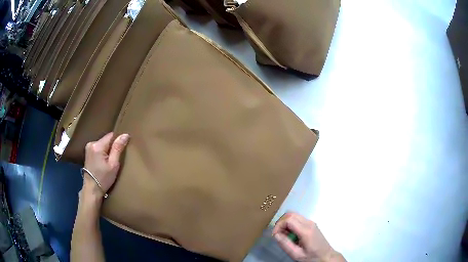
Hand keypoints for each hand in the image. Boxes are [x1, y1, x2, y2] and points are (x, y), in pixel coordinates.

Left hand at [82, 132, 129, 198]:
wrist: (92, 189)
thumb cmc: (103, 179)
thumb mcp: (113, 165)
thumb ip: (118, 148)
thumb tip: (125, 135)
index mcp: (97, 146)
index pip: (111, 135)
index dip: (118, 141)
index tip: (122, 150)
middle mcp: (91, 143)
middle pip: (106, 140)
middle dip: (112, 147)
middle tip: (116, 159)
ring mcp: (88, 148)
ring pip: (103, 144)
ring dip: (107, 150)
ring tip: (110, 161)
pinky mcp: (87, 153)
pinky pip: (98, 148)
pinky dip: (103, 153)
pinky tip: (104, 162)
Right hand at [273, 212, 344, 261]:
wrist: (326, 256)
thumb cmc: (312, 257)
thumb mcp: (297, 254)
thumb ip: (285, 244)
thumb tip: (276, 235)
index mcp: (306, 231)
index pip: (289, 219)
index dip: (279, 225)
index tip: (275, 235)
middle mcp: (309, 223)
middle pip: (291, 214)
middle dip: (281, 222)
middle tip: (278, 234)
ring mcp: (311, 222)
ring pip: (294, 215)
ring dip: (285, 223)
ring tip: (284, 235)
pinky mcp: (311, 224)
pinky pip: (298, 219)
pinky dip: (291, 224)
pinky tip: (291, 234)